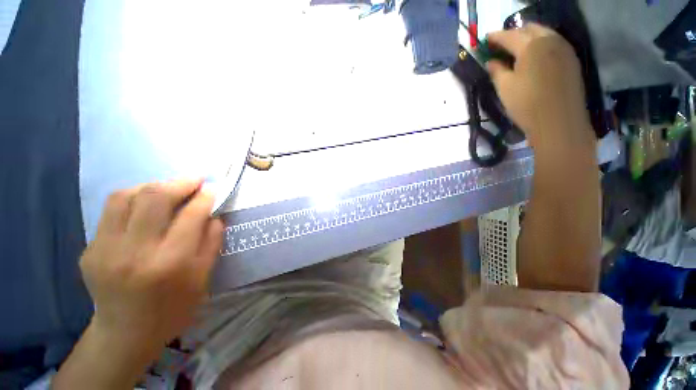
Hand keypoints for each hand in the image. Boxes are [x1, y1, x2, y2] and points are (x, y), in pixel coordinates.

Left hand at [80, 180, 223, 355]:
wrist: (126, 333)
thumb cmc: (174, 307)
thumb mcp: (204, 277)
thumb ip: (212, 241)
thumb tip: (213, 213)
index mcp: (170, 263)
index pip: (191, 215)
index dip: (205, 196)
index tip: (212, 188)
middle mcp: (135, 252)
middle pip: (155, 198)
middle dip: (180, 183)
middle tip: (195, 180)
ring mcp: (105, 250)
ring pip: (126, 197)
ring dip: (153, 186)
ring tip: (169, 189)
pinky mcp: (90, 250)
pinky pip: (111, 211)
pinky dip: (133, 199)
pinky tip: (146, 206)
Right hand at [487, 23, 593, 148]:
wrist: (559, 122)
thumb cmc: (527, 105)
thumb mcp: (504, 88)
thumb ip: (496, 71)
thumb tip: (491, 62)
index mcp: (531, 45)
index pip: (509, 35)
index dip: (495, 37)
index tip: (485, 40)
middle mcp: (550, 40)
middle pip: (529, 28)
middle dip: (513, 33)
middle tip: (501, 45)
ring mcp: (564, 48)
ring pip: (544, 33)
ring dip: (528, 37)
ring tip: (516, 50)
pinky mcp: (571, 59)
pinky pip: (554, 42)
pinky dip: (541, 44)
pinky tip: (534, 56)